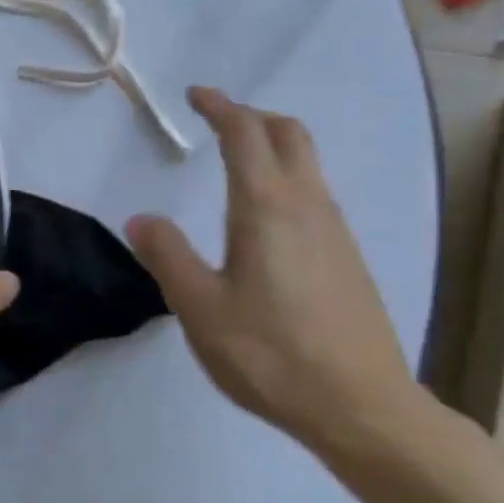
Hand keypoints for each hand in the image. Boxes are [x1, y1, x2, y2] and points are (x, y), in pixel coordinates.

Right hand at [126, 87, 418, 451]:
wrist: (362, 407)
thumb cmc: (271, 355)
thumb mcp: (200, 308)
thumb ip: (168, 256)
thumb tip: (141, 218)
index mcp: (266, 207)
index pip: (244, 134)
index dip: (220, 107)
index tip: (197, 95)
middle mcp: (307, 205)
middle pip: (288, 134)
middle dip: (252, 116)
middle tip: (218, 120)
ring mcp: (335, 230)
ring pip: (308, 163)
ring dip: (273, 145)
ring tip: (239, 161)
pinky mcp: (348, 257)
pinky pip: (316, 194)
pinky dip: (288, 178)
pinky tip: (268, 218)